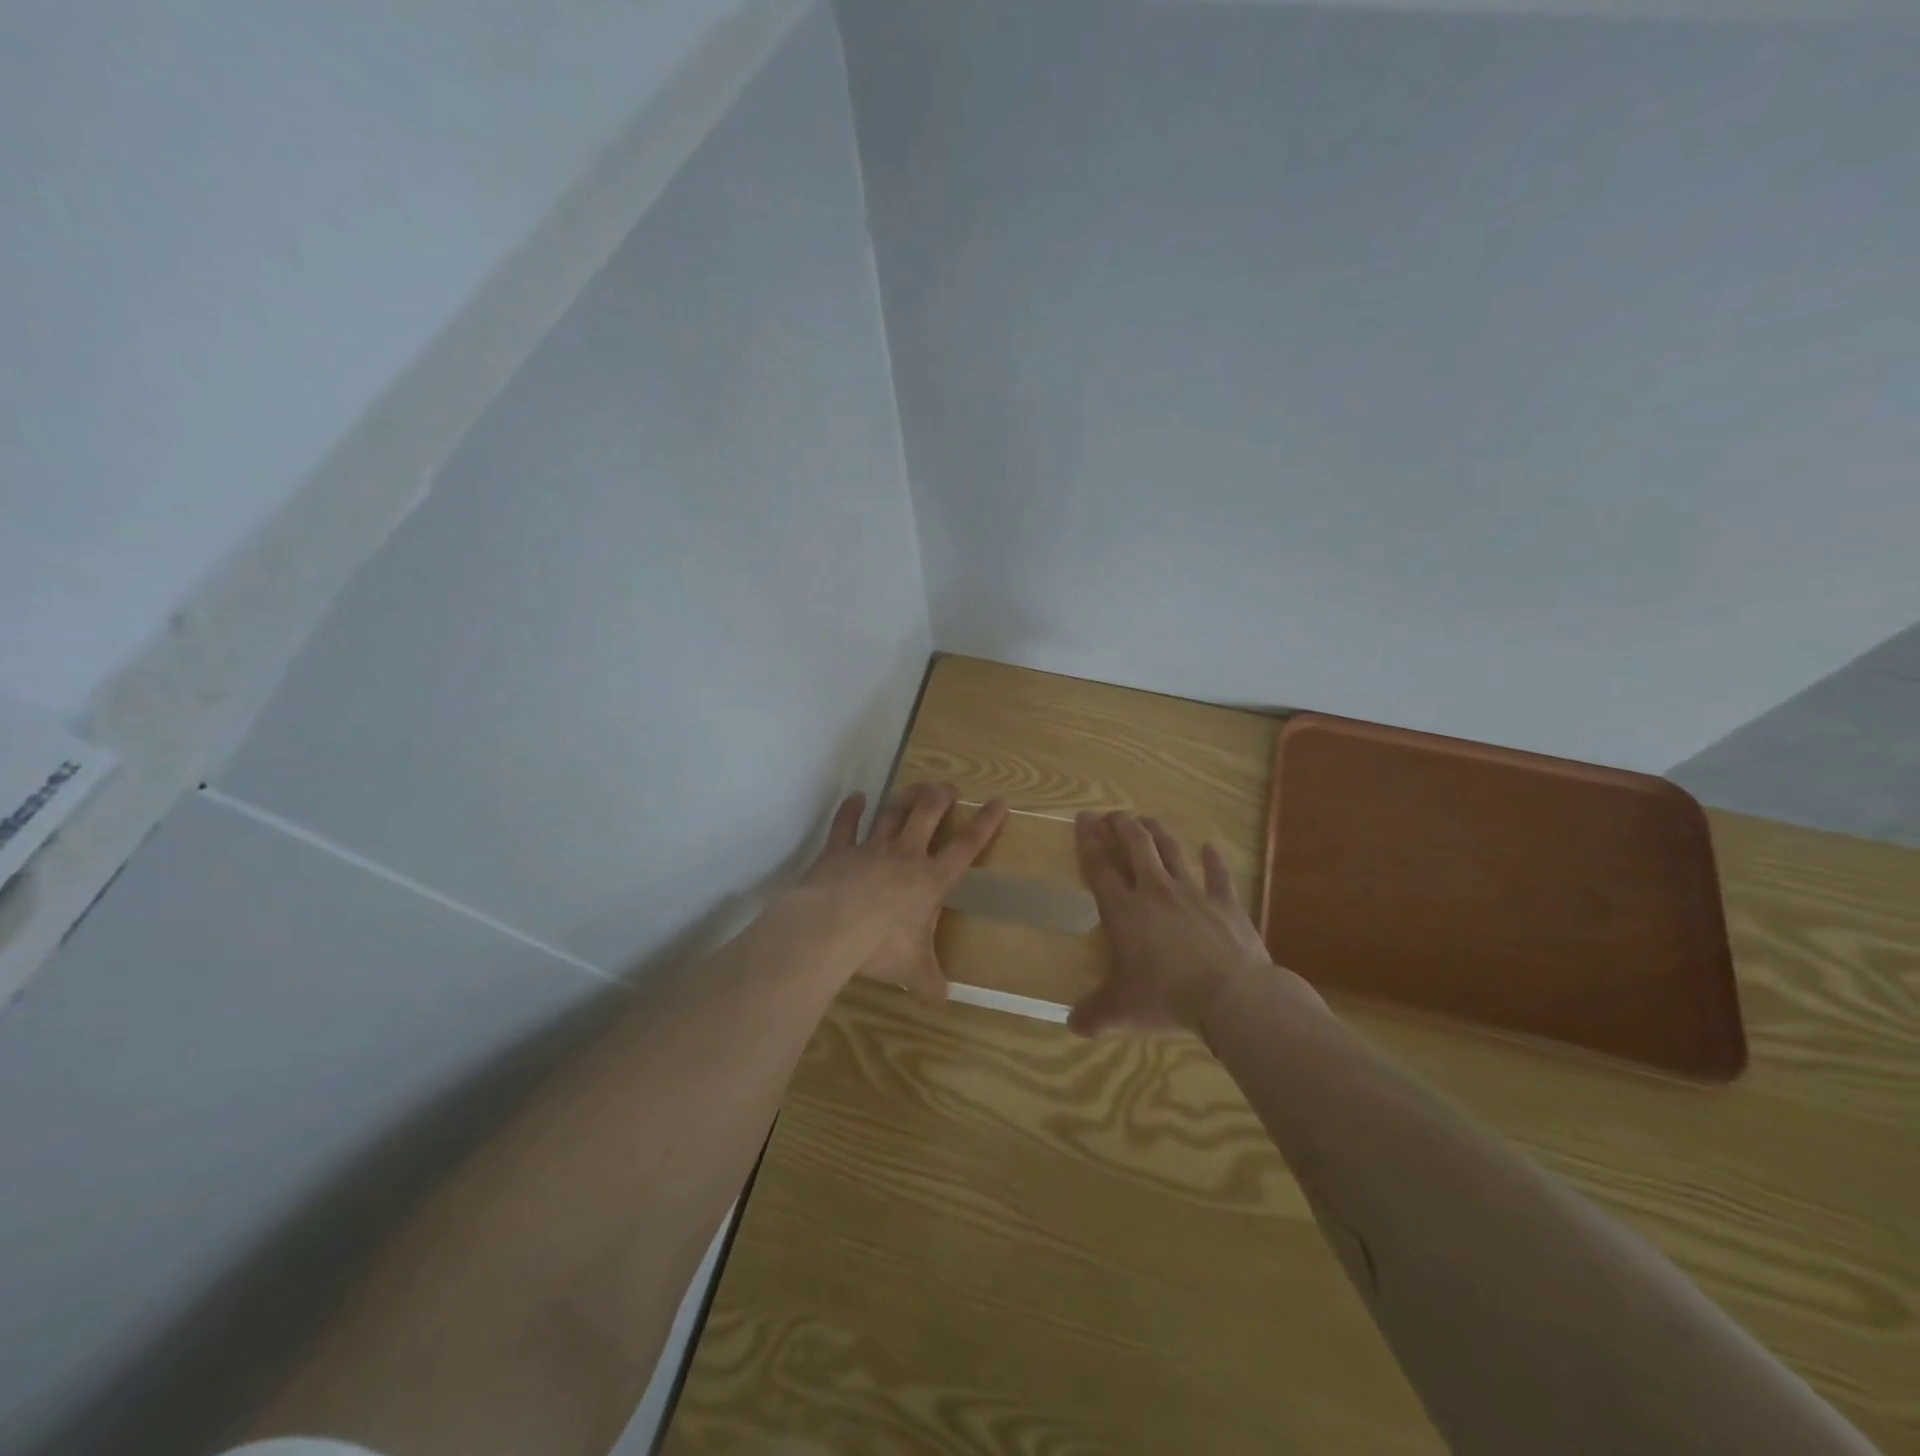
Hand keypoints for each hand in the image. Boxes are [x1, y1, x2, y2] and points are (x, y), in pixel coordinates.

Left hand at [794, 783, 1007, 1000]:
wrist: (830, 928)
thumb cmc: (880, 946)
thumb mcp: (912, 968)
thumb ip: (930, 980)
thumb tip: (944, 998)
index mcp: (930, 879)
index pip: (966, 846)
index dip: (986, 823)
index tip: (999, 802)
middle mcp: (905, 855)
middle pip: (928, 813)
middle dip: (941, 797)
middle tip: (949, 789)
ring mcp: (871, 848)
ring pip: (893, 811)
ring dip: (906, 796)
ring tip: (916, 787)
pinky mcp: (839, 849)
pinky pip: (846, 823)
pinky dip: (852, 808)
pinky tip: (857, 797)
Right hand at [1071, 811, 1312, 1035]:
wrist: (1231, 996)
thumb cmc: (1167, 998)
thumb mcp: (1122, 1011)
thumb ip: (1094, 1015)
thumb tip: (1071, 1025)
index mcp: (1124, 911)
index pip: (1100, 866)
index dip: (1088, 840)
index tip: (1083, 818)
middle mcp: (1155, 891)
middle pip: (1135, 846)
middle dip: (1121, 825)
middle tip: (1113, 814)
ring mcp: (1193, 893)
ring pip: (1171, 851)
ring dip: (1158, 833)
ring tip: (1148, 820)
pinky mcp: (1226, 903)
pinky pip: (1218, 875)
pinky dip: (1214, 859)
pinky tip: (1210, 847)